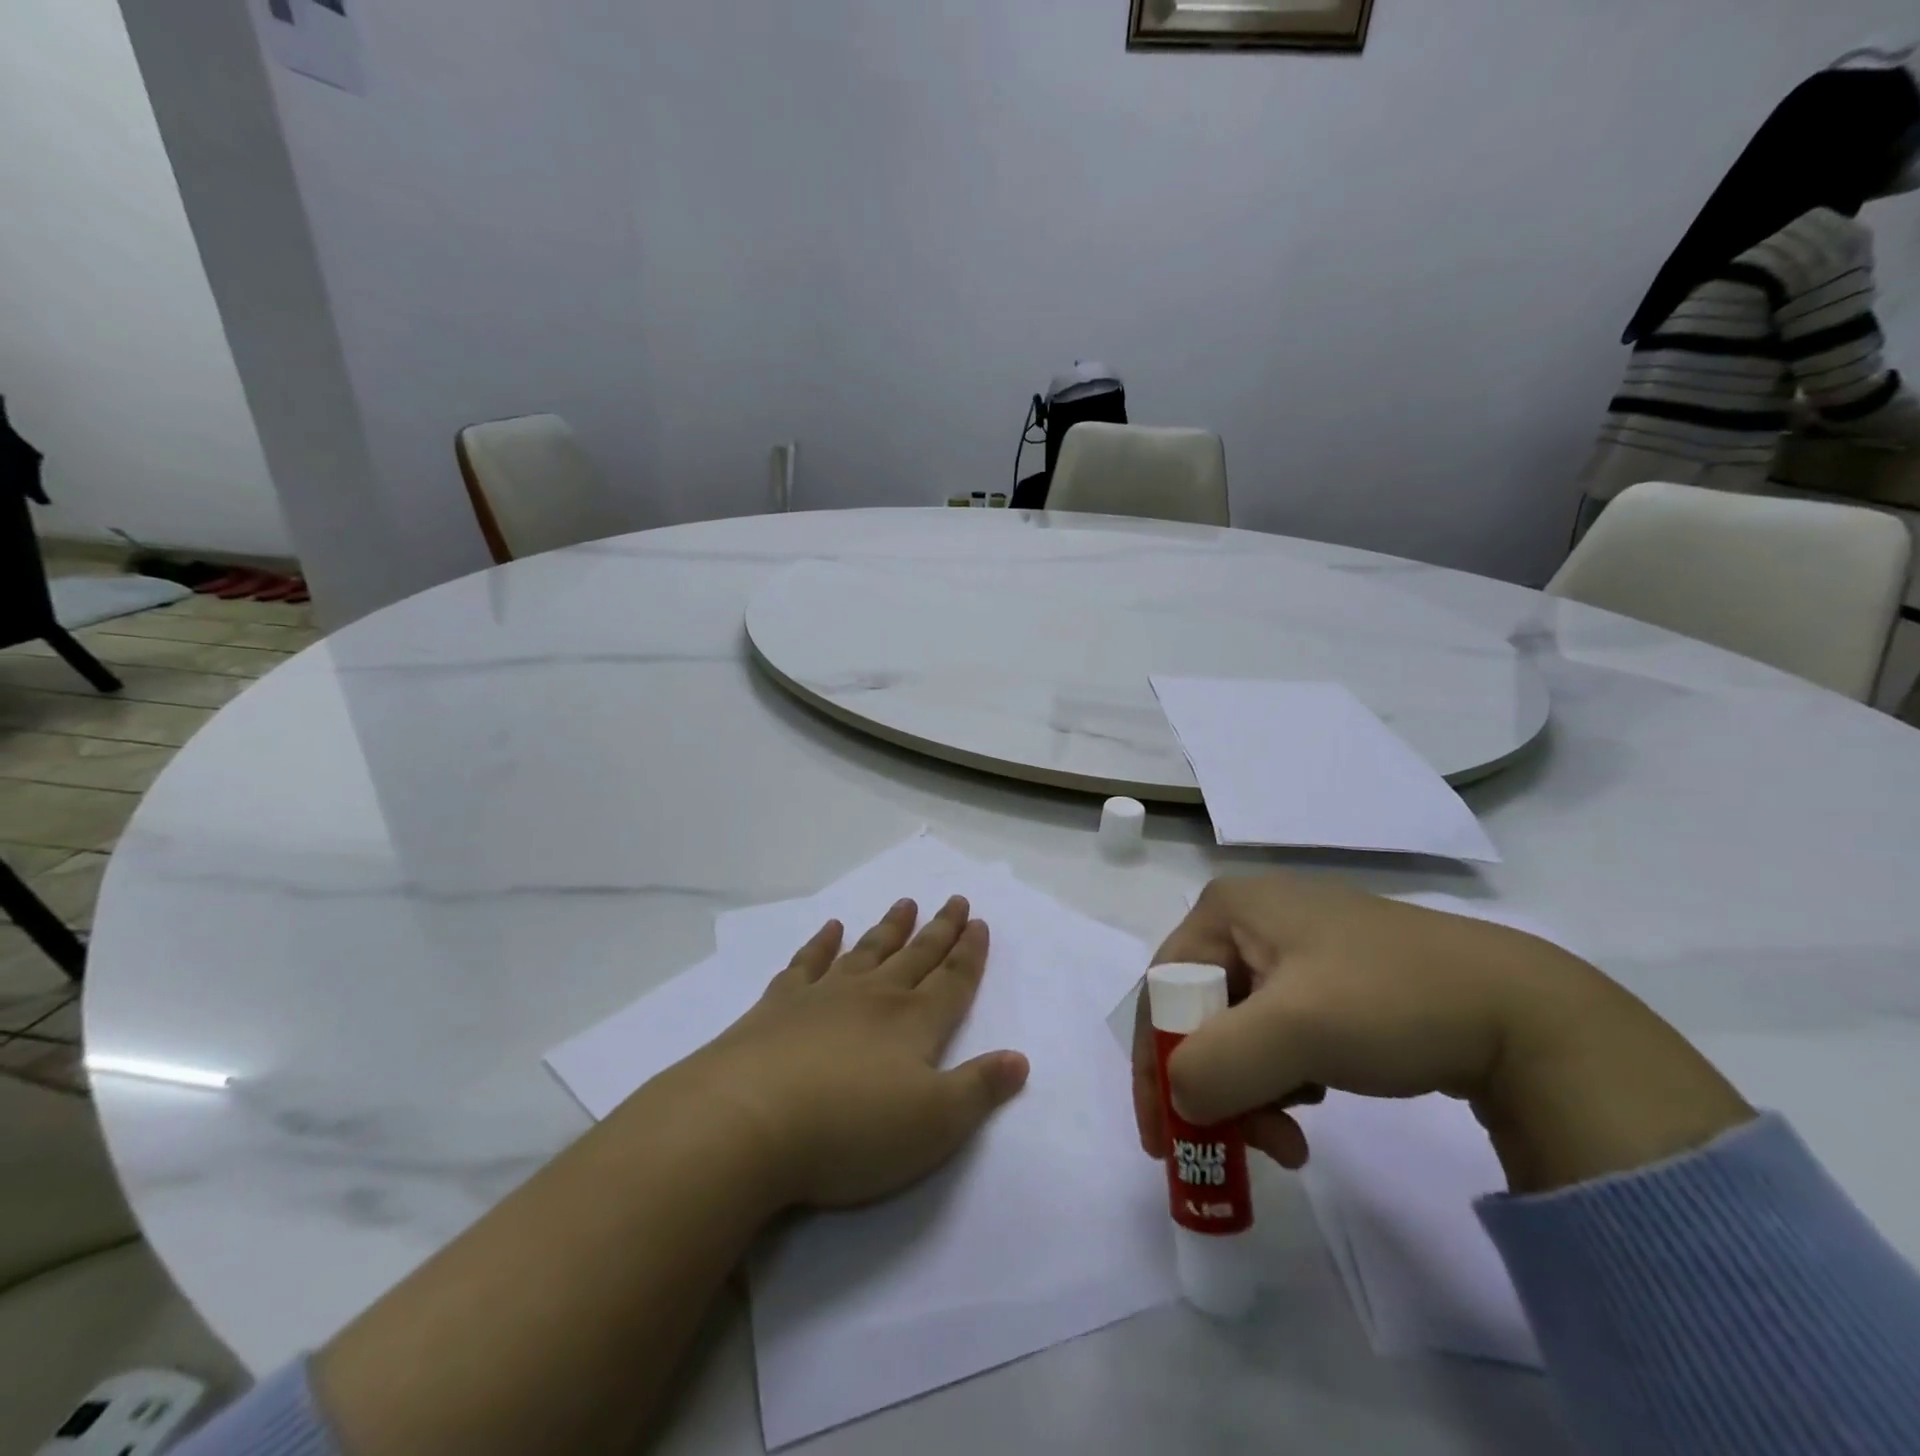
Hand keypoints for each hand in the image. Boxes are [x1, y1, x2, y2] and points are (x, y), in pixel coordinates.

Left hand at [666, 895, 1029, 1210]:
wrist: (748, 1120)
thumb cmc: (851, 1130)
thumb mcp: (934, 1125)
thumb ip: (979, 1089)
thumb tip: (1020, 1059)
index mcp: (913, 1023)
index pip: (952, 980)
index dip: (970, 953)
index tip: (979, 922)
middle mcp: (874, 997)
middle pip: (916, 956)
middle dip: (939, 930)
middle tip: (954, 900)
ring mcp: (824, 995)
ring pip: (868, 951)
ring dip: (889, 927)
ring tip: (905, 903)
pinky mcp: (779, 1006)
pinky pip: (807, 962)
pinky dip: (821, 943)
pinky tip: (830, 927)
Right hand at [1133, 875, 1753, 1192]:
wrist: (1525, 1011)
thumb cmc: (1391, 1001)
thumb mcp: (1294, 1032)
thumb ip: (1214, 1066)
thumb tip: (1178, 1102)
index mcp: (1228, 908)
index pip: (1163, 988)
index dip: (1157, 1063)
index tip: (1164, 1140)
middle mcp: (1250, 917)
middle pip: (1199, 1010)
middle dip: (1215, 1085)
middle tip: (1246, 1147)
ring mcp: (1292, 944)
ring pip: (1237, 1027)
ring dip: (1252, 1089)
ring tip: (1292, 1137)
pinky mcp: (1328, 975)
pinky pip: (1276, 1029)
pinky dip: (1282, 1075)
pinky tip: (1316, 1097)